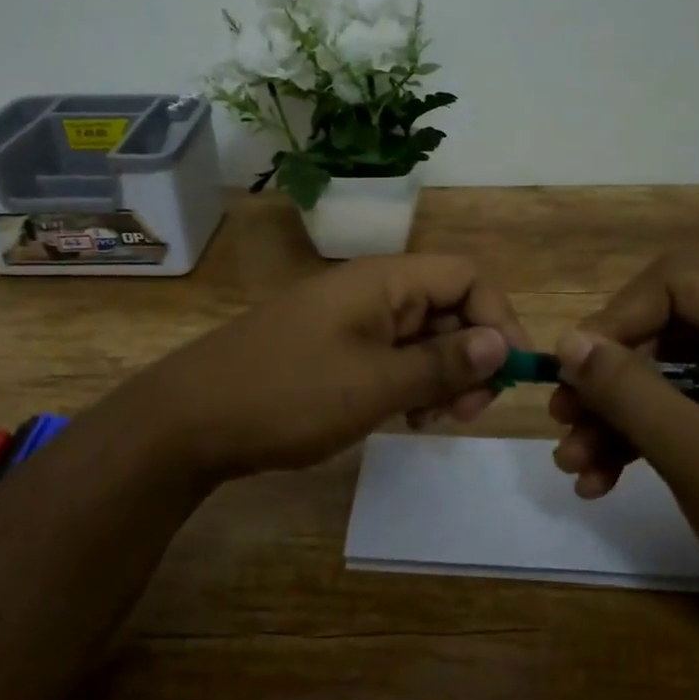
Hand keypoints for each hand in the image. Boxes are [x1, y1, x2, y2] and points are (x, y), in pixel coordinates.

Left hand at [120, 254, 527, 482]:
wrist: (190, 420)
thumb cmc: (288, 395)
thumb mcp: (375, 384)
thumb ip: (442, 363)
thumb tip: (503, 342)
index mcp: (384, 281)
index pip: (467, 278)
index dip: (498, 319)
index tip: (508, 375)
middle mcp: (371, 291)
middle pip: (449, 307)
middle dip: (471, 356)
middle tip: (465, 413)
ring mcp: (349, 320)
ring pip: (421, 336)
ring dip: (442, 376)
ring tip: (431, 422)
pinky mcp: (333, 349)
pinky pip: (391, 356)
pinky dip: (409, 384)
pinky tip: (403, 420)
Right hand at [549, 256, 698, 666]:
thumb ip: (632, 394)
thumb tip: (569, 342)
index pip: (678, 284)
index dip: (617, 317)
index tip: (574, 370)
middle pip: (666, 332)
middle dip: (608, 378)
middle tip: (564, 422)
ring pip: (669, 377)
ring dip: (616, 416)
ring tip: (575, 466)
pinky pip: (687, 415)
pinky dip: (644, 440)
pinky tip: (604, 481)